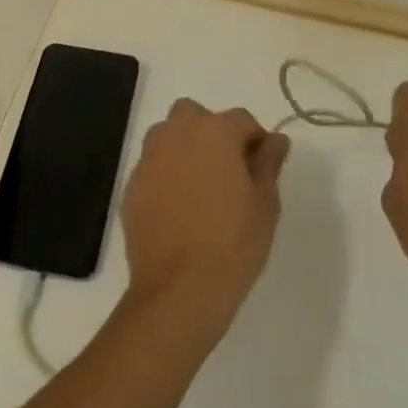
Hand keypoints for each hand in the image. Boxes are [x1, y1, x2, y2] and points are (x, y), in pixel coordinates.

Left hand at [121, 100, 290, 341]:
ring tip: (200, 187)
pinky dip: (166, 175)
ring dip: (184, 148)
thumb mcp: (265, 204)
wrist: (178, 291)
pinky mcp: (131, 184)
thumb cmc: (232, 244)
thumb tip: (276, 140)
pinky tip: (178, 208)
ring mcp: (150, 157)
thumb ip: (269, 164)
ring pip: (169, 135)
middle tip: (227, 172)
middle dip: (212, 133)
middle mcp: (177, 133)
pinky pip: (153, 166)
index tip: (262, 168)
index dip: (255, 141)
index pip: (242, 120)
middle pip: (197, 116)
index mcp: (215, 131)